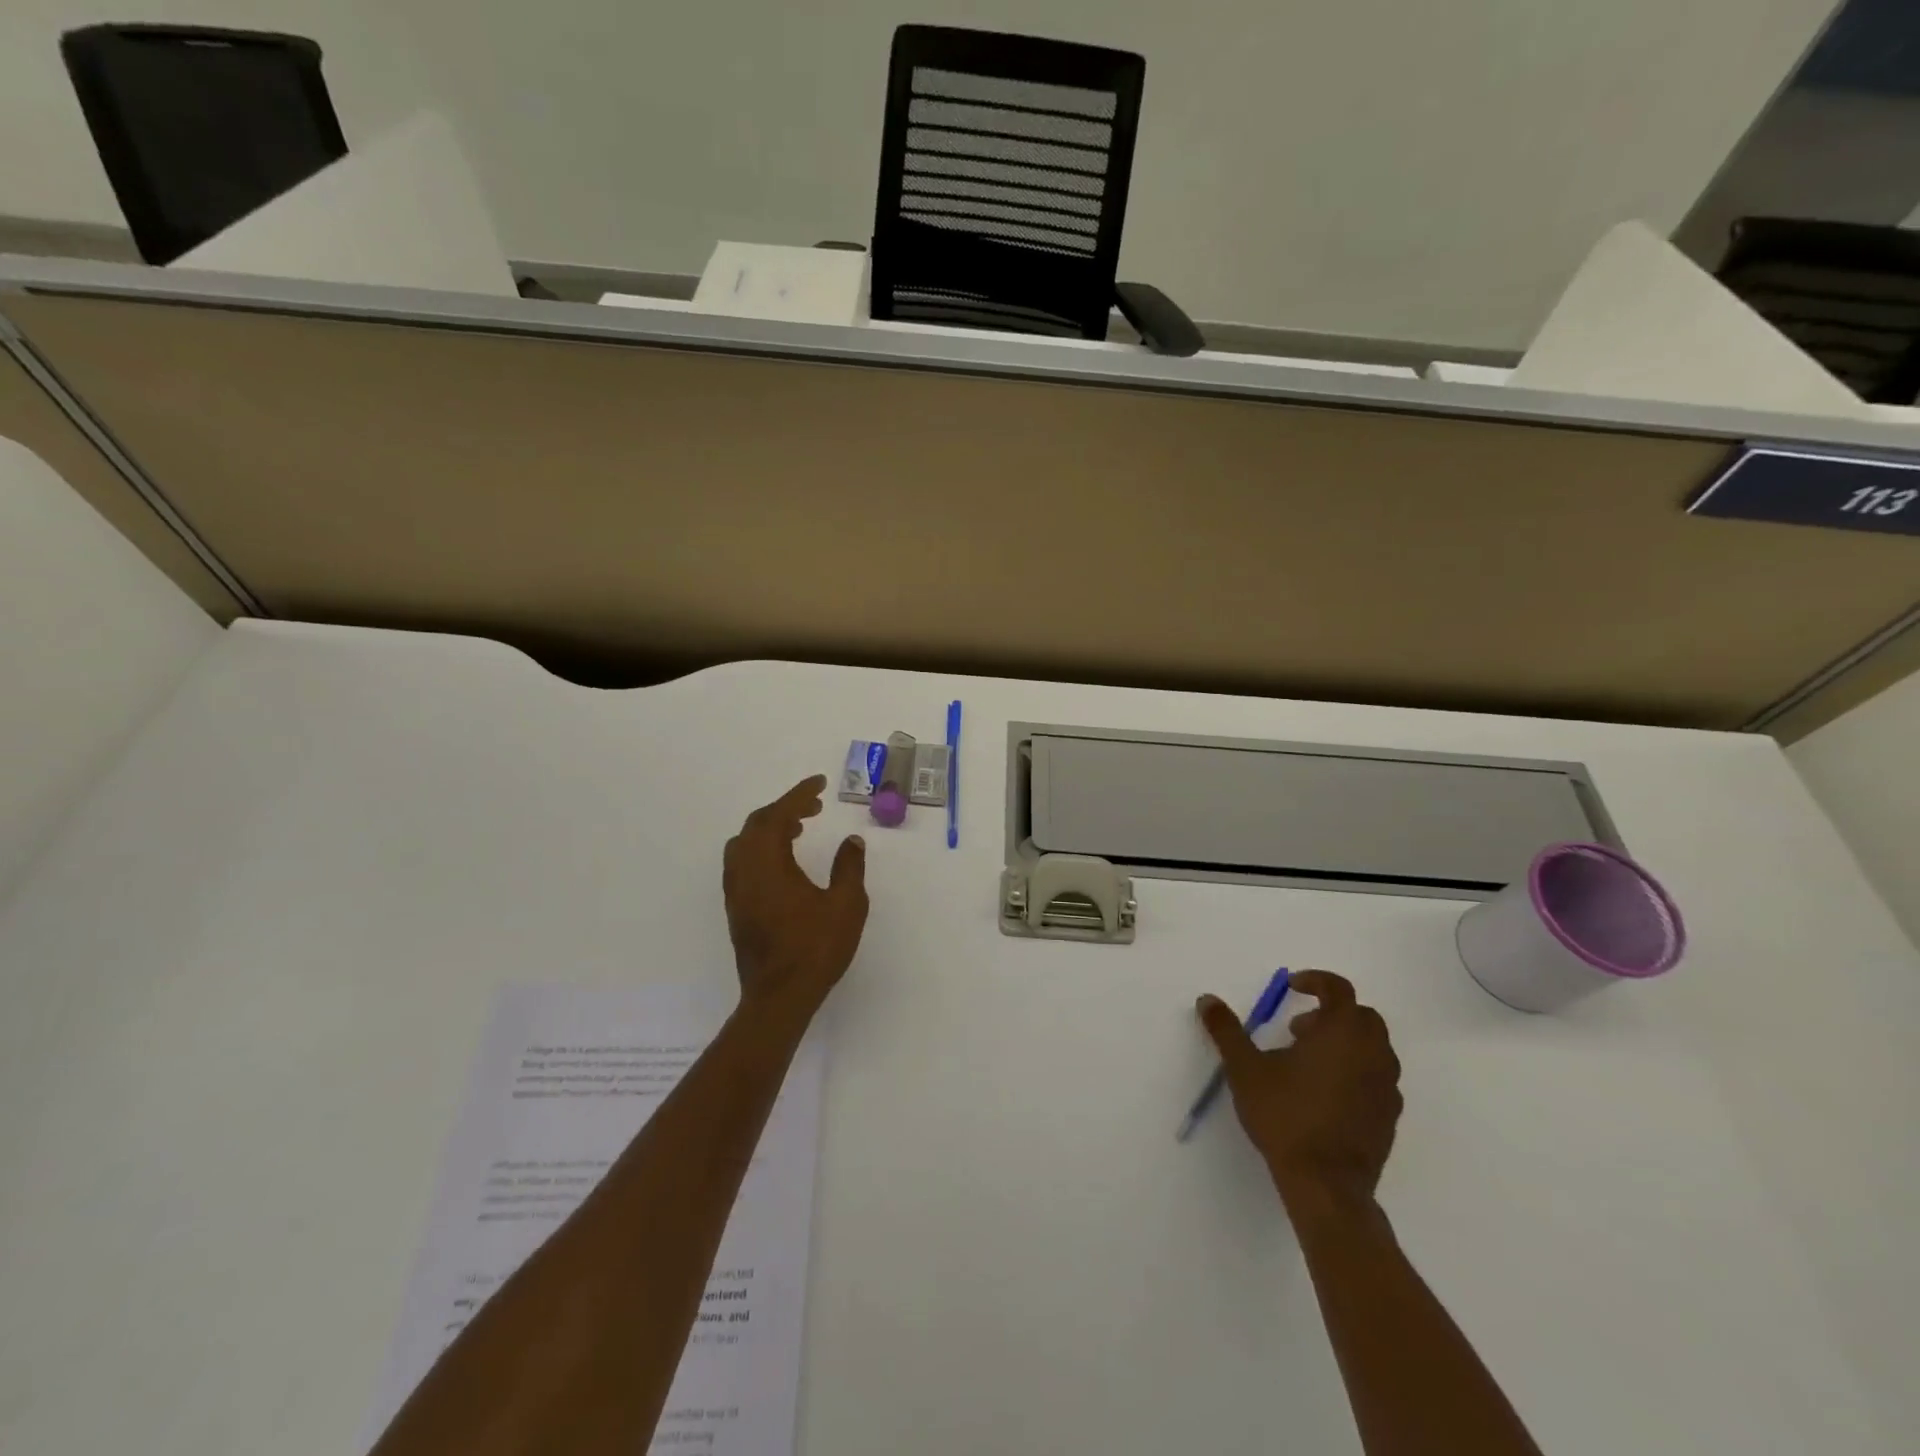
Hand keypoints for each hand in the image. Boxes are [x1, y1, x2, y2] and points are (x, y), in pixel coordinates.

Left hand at [723, 776, 868, 1018]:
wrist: (779, 997)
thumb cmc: (815, 949)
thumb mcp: (846, 905)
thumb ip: (849, 867)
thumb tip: (851, 841)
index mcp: (768, 865)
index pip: (779, 815)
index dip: (799, 794)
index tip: (820, 783)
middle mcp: (745, 872)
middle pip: (757, 825)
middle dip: (785, 809)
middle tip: (815, 806)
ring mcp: (737, 892)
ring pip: (745, 844)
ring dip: (770, 828)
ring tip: (799, 829)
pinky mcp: (737, 909)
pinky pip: (743, 863)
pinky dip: (762, 849)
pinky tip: (784, 862)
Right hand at [1198, 970, 1401, 1218]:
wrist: (1326, 1184)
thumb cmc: (1285, 1115)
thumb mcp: (1244, 1068)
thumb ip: (1226, 1030)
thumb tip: (1207, 1000)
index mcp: (1341, 1032)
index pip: (1338, 989)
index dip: (1315, 980)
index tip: (1292, 987)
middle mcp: (1372, 1053)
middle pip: (1362, 1016)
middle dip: (1331, 1013)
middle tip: (1298, 1029)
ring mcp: (1386, 1087)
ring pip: (1374, 1048)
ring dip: (1345, 1042)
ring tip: (1308, 1062)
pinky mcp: (1390, 1117)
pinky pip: (1377, 1078)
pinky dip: (1356, 1071)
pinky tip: (1326, 1093)